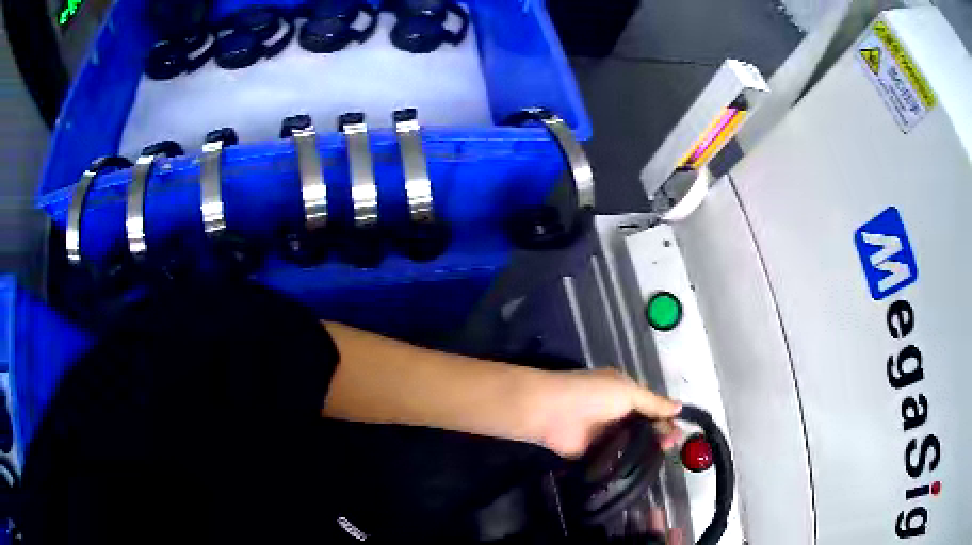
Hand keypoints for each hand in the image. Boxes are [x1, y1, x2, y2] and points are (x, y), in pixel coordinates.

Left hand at [529, 368, 681, 458]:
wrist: (551, 412)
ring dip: (646, 450)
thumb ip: (653, 403)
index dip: (666, 419)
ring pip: (632, 444)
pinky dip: (627, 463)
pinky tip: (642, 470)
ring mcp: (605, 434)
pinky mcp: (594, 453)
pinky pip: (615, 458)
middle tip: (672, 446)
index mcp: (625, 393)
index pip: (652, 407)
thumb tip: (679, 407)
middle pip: (644, 427)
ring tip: (661, 458)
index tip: (679, 434)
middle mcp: (617, 413)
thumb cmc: (592, 395)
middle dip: (659, 435)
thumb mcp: (628, 392)